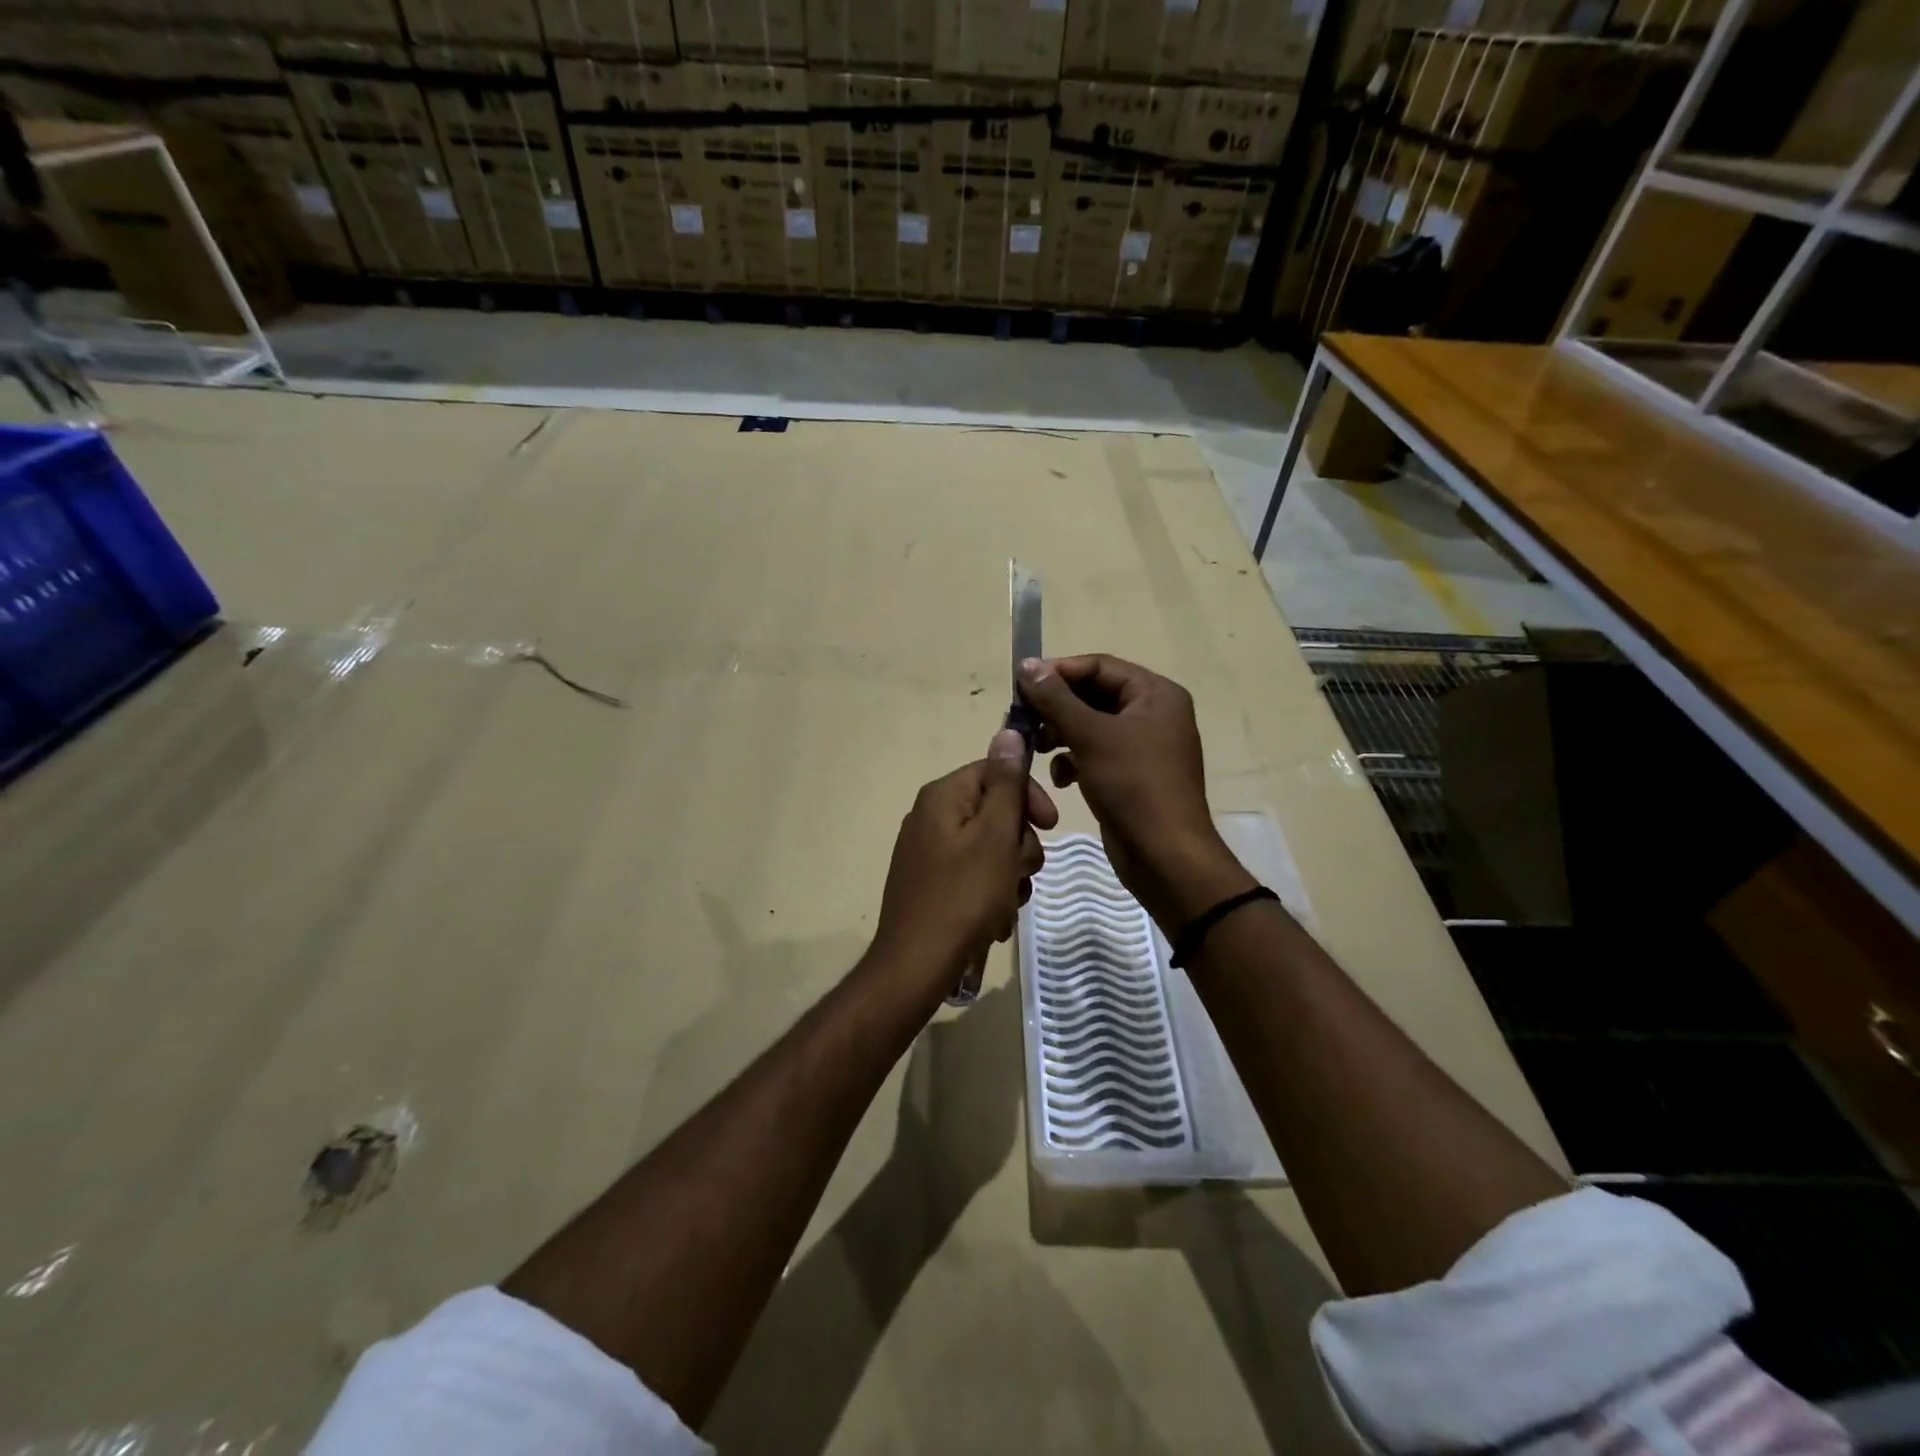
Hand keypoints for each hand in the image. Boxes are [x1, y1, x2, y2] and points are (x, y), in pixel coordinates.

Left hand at [873, 729, 1057, 996]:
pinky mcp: (930, 883)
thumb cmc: (963, 897)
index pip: (996, 771)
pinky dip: (991, 893)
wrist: (916, 966)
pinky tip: (993, 920)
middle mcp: (931, 816)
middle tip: (1021, 873)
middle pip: (995, 812)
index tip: (1051, 826)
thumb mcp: (995, 836)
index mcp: (942, 796)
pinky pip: (974, 875)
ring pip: (990, 848)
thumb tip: (1008, 730)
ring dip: (1010, 874)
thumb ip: (1006, 783)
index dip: (1028, 796)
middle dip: (1019, 844)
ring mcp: (928, 852)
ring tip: (1006, 905)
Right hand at [1017, 656, 1252, 929]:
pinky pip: (1096, 753)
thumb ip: (1056, 698)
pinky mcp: (1131, 775)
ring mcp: (1144, 746)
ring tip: (1035, 747)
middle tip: (1022, 719)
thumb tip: (1027, 665)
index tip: (1021, 685)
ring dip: (1061, 733)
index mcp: (1155, 694)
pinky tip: (1059, 777)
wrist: (1165, 856)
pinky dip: (1074, 759)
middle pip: (1094, 694)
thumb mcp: (1091, 736)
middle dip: (1057, 706)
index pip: (1099, 666)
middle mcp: (1153, 714)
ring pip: (1092, 725)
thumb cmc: (1133, 786)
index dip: (1059, 672)